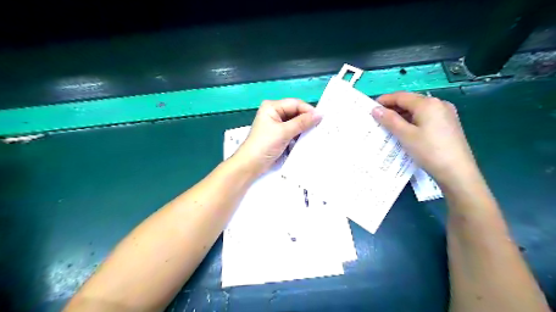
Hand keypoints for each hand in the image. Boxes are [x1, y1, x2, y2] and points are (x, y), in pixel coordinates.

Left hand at [234, 98, 321, 175]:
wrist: (251, 164)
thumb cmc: (264, 145)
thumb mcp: (284, 132)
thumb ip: (302, 122)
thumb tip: (320, 114)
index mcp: (272, 106)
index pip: (295, 103)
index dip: (308, 110)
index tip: (321, 119)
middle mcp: (274, 112)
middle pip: (296, 112)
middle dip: (307, 120)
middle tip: (321, 127)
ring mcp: (276, 124)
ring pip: (295, 122)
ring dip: (304, 128)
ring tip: (316, 133)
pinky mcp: (279, 135)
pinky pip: (293, 131)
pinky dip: (299, 135)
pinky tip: (307, 139)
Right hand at [373, 92, 477, 186]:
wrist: (457, 171)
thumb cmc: (429, 151)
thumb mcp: (405, 135)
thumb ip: (389, 120)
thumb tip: (375, 109)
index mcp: (428, 103)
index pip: (401, 96)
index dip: (385, 100)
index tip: (371, 107)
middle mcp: (439, 103)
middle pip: (410, 101)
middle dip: (393, 108)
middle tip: (378, 118)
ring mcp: (446, 113)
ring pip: (418, 110)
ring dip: (402, 115)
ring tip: (388, 125)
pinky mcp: (448, 124)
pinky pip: (426, 117)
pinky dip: (413, 120)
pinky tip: (405, 130)